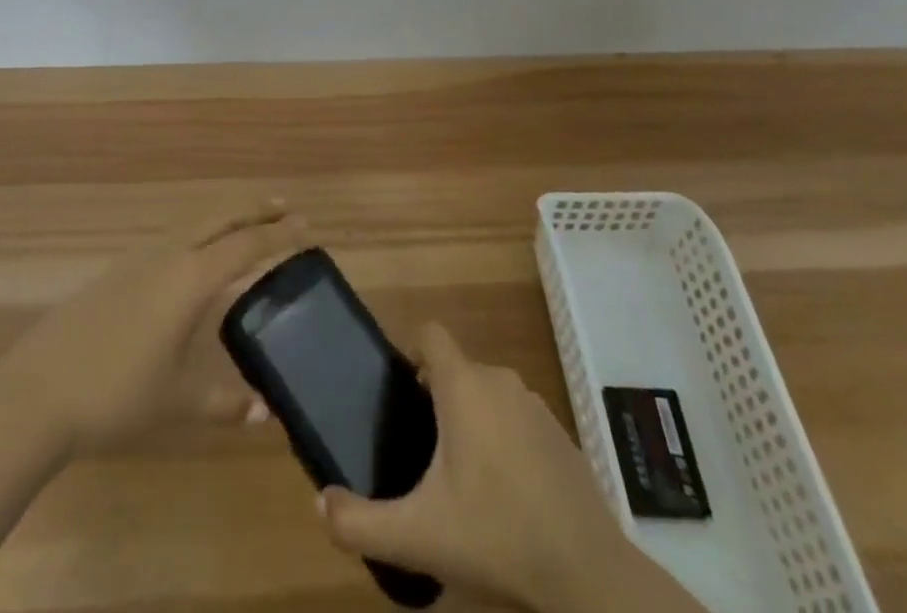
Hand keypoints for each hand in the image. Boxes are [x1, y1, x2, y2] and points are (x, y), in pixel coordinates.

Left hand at [0, 198, 301, 454]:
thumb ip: (224, 402)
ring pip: (193, 224)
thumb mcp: (177, 402)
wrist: (37, 392)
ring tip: (244, 225)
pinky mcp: (116, 272)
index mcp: (191, 278)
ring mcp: (138, 259)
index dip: (280, 236)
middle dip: (254, 210)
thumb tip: (264, 412)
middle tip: (285, 205)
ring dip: (224, 219)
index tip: (308, 227)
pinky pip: (171, 239)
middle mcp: (169, 255)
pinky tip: (192, 257)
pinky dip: (197, 235)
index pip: (246, 245)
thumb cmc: (116, 395)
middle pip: (220, 219)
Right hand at [320, 324, 699, 612]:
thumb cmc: (496, 535)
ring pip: (488, 394)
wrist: (588, 574)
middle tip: (420, 448)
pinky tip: (504, 494)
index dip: (410, 349)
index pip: (430, 333)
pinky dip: (505, 440)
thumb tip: (319, 504)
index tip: (398, 388)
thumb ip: (360, 521)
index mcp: (463, 385)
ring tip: (460, 476)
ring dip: (471, 419)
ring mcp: (535, 405)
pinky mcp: (561, 434)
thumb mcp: (417, 536)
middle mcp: (499, 380)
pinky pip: (517, 419)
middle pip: (457, 369)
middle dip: (436, 397)